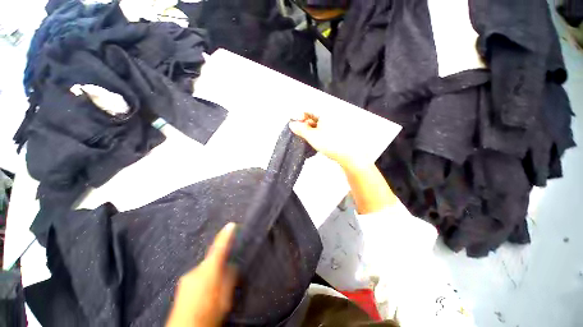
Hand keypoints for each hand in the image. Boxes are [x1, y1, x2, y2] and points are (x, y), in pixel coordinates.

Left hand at [167, 223, 237, 326]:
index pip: (219, 249)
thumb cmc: (207, 315)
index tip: (231, 225)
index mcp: (208, 271)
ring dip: (211, 277)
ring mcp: (187, 277)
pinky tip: (203, 298)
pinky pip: (197, 277)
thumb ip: (229, 279)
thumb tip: (231, 266)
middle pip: (212, 261)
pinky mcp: (182, 285)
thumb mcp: (225, 299)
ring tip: (213, 294)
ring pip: (205, 270)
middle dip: (219, 267)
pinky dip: (203, 282)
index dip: (225, 236)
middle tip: (225, 282)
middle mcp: (196, 270)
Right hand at [289, 112, 372, 169]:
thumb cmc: (331, 144)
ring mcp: (334, 124)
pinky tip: (313, 140)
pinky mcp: (336, 132)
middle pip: (313, 117)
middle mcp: (330, 116)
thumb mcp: (312, 136)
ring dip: (310, 130)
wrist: (348, 155)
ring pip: (317, 124)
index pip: (308, 110)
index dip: (299, 117)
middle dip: (304, 124)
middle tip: (298, 132)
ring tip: (305, 138)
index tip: (293, 125)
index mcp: (325, 113)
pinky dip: (316, 133)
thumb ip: (301, 129)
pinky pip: (323, 129)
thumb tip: (292, 124)